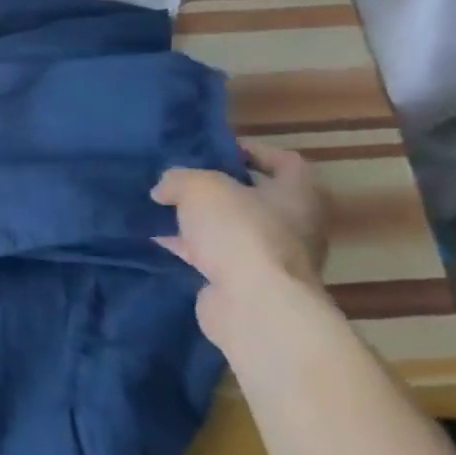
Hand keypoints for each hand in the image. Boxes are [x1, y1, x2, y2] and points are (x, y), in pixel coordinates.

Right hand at [151, 141, 329, 347]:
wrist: (252, 303)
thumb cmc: (240, 231)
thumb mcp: (200, 188)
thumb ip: (179, 179)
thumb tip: (164, 189)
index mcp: (297, 195)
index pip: (287, 162)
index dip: (254, 151)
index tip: (219, 150)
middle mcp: (293, 225)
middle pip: (256, 197)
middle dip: (219, 189)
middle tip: (183, 180)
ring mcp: (271, 257)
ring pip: (231, 229)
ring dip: (200, 221)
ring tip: (162, 208)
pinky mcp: (246, 282)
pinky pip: (214, 256)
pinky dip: (189, 248)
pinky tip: (158, 240)